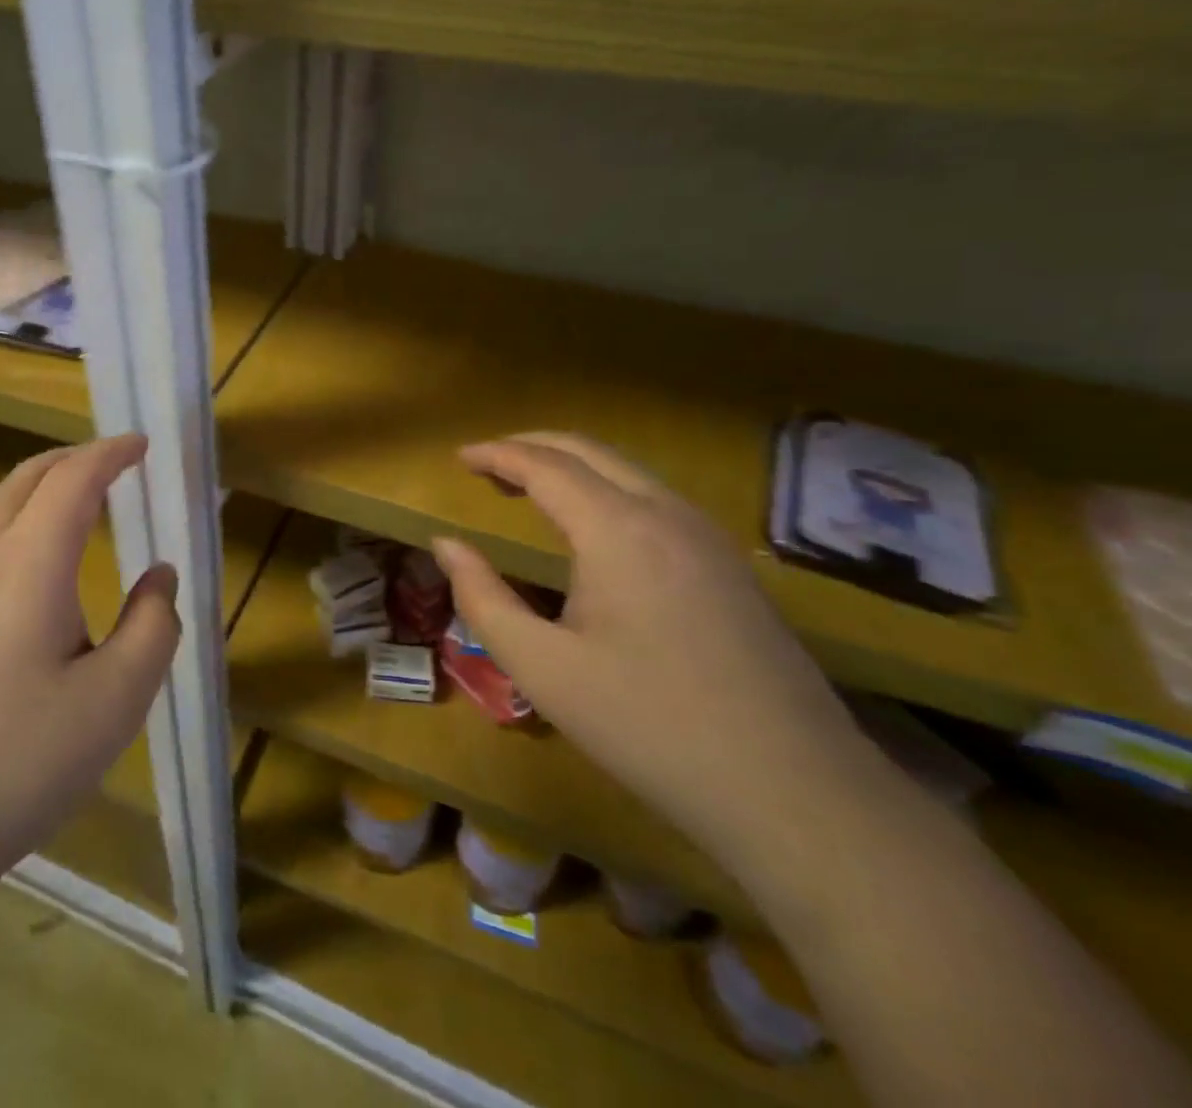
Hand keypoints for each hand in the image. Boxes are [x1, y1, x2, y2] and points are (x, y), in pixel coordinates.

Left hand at [0, 435, 179, 891]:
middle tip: (116, 467)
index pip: (73, 478)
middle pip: (27, 478)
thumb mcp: (114, 702)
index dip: (111, 453)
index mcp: (28, 562)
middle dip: (75, 460)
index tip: (141, 445)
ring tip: (80, 515)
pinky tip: (31, 580)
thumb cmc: (14, 764)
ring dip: (42, 494)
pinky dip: (17, 528)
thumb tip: (159, 578)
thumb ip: (153, 628)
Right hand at [432, 432, 884, 873]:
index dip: (496, 454)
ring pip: (628, 471)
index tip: (459, 457)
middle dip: (532, 446)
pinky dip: (607, 489)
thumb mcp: (542, 668)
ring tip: (529, 488)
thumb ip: (482, 597)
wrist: (795, 793)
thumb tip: (445, 544)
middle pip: (589, 451)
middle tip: (487, 464)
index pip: (545, 465)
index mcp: (617, 529)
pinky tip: (593, 527)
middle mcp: (666, 513)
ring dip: (572, 466)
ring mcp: (708, 536)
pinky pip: (655, 499)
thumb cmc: (649, 726)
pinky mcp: (731, 565)